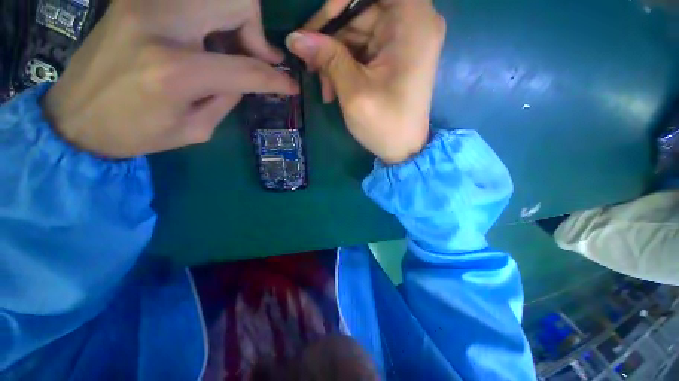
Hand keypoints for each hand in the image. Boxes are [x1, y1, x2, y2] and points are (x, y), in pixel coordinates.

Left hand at [42, 0, 297, 157]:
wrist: (74, 118)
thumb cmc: (135, 134)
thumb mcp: (195, 129)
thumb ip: (228, 99)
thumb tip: (247, 79)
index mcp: (176, 71)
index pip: (247, 68)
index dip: (277, 79)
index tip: (291, 86)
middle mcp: (160, 23)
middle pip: (235, 1)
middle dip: (256, 31)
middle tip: (256, 57)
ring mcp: (144, 3)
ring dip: (235, 20)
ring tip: (232, 49)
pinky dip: (212, 16)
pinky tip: (208, 39)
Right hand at [286, 0, 445, 163]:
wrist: (404, 149)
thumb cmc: (385, 125)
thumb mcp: (354, 92)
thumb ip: (327, 59)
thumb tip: (295, 37)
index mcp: (413, 21)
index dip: (341, 2)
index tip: (320, 27)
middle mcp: (412, 22)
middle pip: (361, 9)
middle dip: (331, 38)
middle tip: (311, 67)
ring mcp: (403, 40)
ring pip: (357, 31)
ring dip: (335, 58)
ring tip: (325, 88)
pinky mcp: (394, 56)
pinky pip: (363, 49)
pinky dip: (345, 66)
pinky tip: (334, 88)